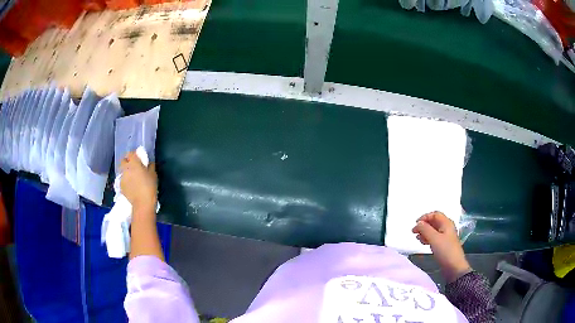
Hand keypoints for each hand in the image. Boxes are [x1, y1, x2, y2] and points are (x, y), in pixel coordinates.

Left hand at [120, 151, 157, 216]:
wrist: (142, 203)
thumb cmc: (149, 187)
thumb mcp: (153, 175)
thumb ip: (150, 166)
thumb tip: (148, 163)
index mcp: (134, 163)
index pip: (130, 153)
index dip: (134, 155)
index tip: (138, 158)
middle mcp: (126, 168)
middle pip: (123, 161)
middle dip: (127, 162)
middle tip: (133, 167)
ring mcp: (122, 177)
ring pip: (122, 171)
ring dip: (126, 172)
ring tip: (132, 178)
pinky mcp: (121, 186)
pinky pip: (122, 180)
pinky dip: (126, 181)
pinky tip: (131, 186)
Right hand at [412, 211, 470, 281]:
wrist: (454, 267)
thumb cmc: (445, 250)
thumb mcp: (434, 239)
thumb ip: (425, 229)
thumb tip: (418, 223)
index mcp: (446, 223)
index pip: (435, 214)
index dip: (425, 217)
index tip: (415, 224)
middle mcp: (447, 228)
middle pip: (434, 222)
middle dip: (424, 225)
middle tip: (414, 232)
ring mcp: (446, 237)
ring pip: (433, 230)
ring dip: (425, 232)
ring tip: (418, 238)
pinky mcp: (444, 245)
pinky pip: (434, 238)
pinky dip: (428, 238)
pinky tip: (423, 243)